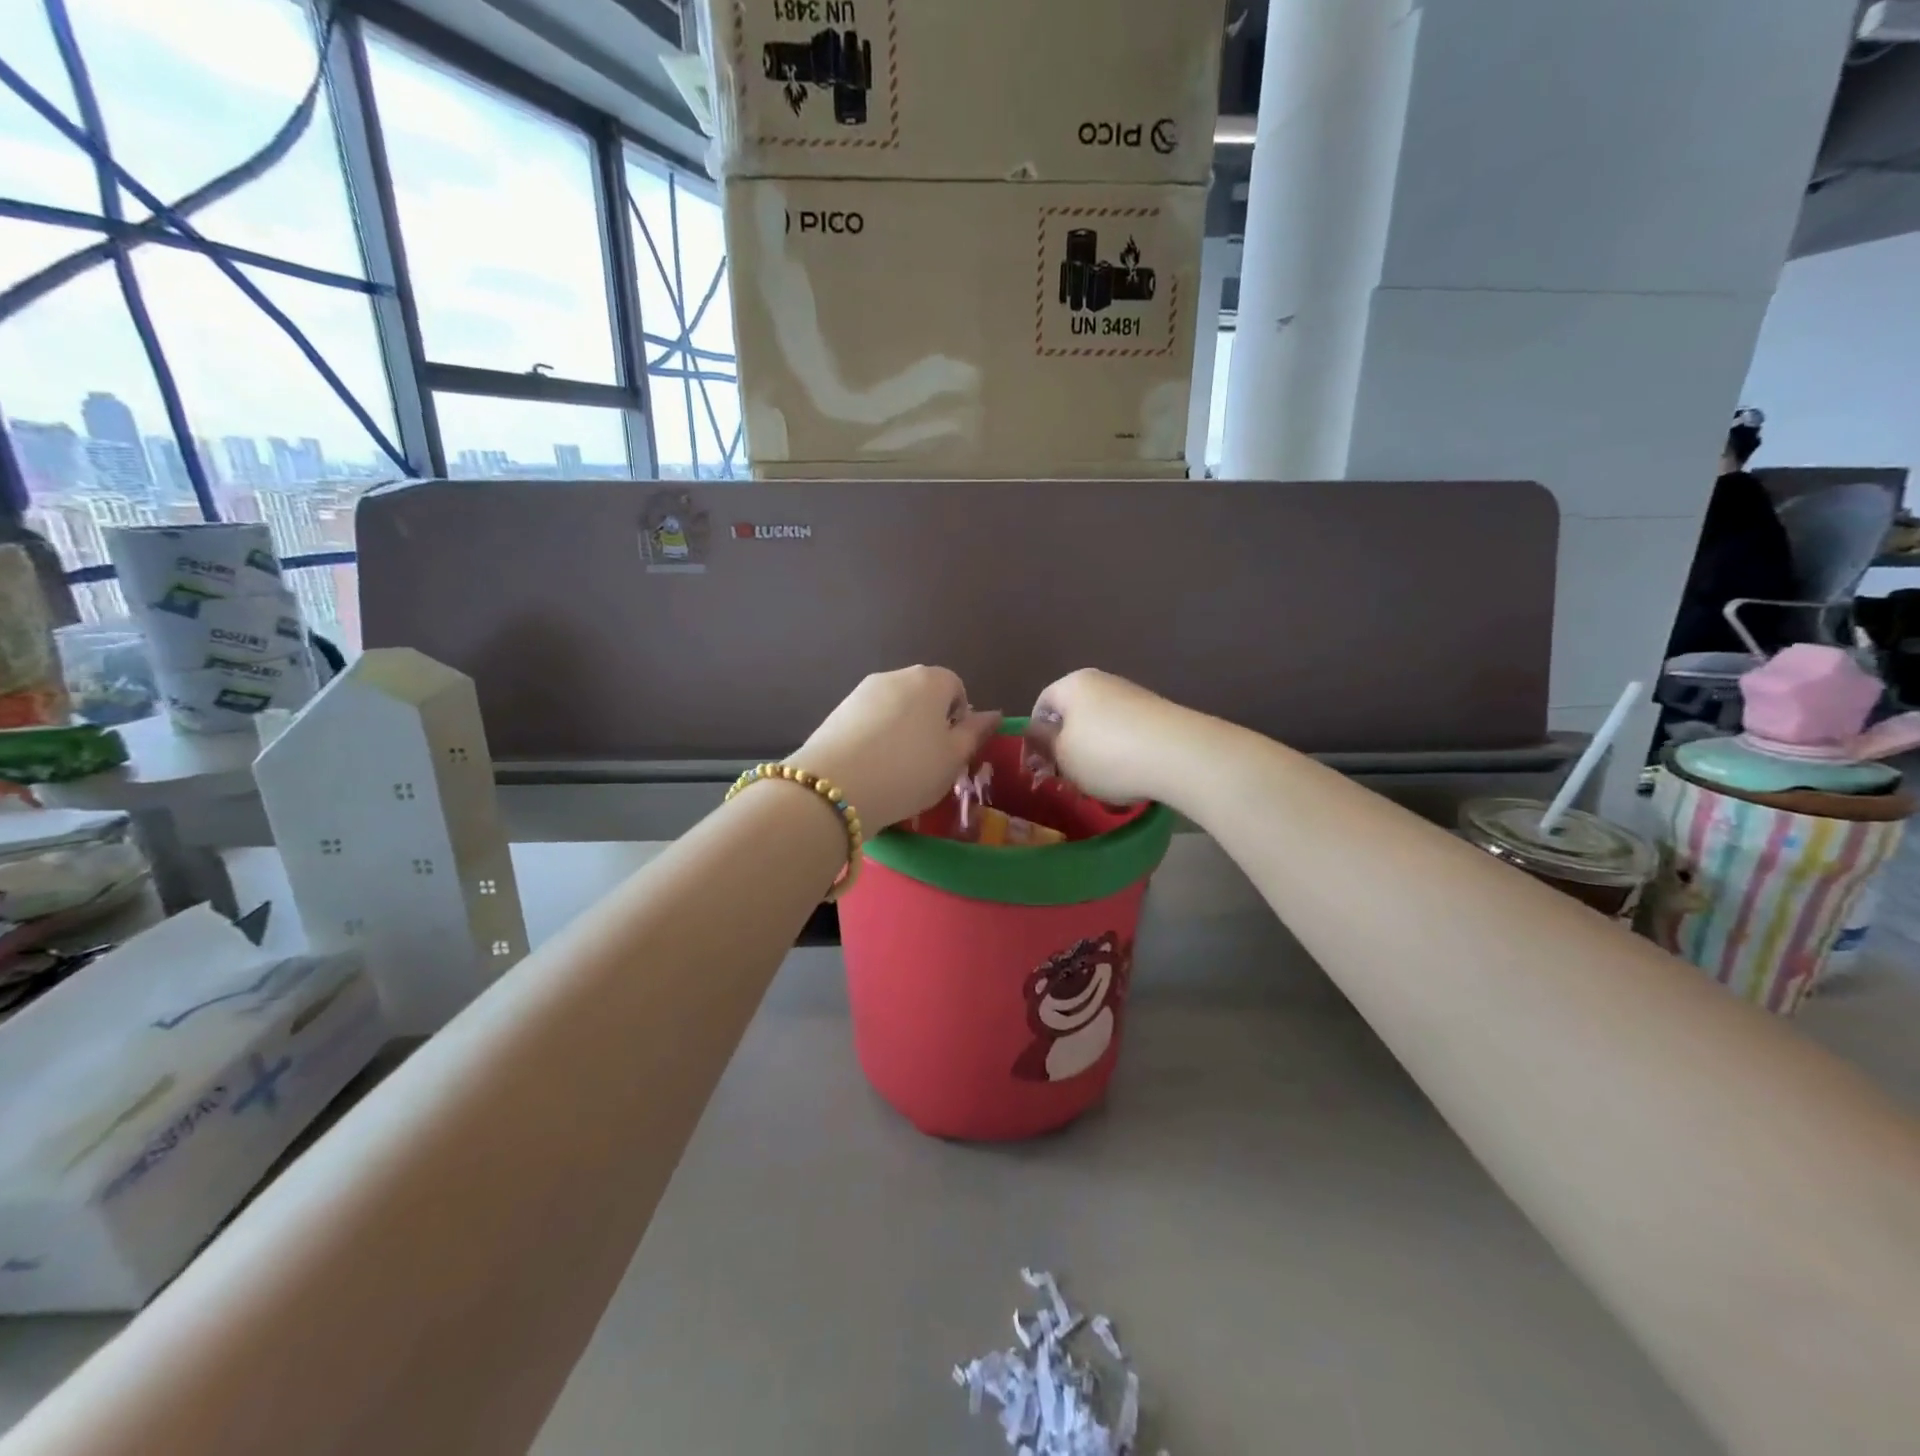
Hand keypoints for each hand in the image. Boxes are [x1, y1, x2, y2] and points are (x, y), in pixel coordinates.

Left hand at [794, 667, 1001, 829]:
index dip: (959, 718)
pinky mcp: (836, 711)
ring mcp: (861, 691)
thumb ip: (975, 733)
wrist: (835, 788)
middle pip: (923, 695)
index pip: (956, 687)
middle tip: (928, 762)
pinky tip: (870, 768)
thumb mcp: (953, 759)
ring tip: (896, 769)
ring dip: (901, 730)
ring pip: (894, 708)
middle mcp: (895, 676)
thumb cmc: (909, 771)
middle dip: (930, 722)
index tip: (952, 750)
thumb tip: (992, 714)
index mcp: (930, 680)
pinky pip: (868, 721)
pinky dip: (875, 738)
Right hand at [1024, 670, 1188, 805]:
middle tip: (1068, 782)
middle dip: (1068, 751)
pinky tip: (1128, 783)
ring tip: (1100, 789)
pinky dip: (1122, 759)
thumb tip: (1037, 733)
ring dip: (1095, 760)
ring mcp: (1134, 698)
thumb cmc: (1106, 753)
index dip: (1035, 737)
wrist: (1180, 755)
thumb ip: (1043, 743)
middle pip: (1074, 718)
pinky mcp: (1159, 717)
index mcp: (1073, 684)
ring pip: (1101, 731)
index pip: (1042, 705)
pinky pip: (1128, 738)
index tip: (1039, 767)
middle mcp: (1103, 683)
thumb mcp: (1062, 755)